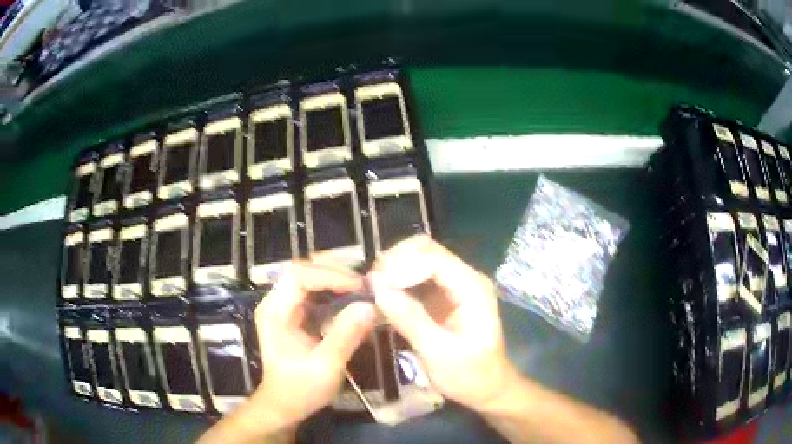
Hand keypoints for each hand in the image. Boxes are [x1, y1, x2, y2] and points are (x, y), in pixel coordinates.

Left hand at [253, 262, 376, 426]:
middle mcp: (276, 302)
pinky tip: (353, 299)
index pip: (299, 276)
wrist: (285, 405)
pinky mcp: (295, 314)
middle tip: (364, 282)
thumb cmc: (300, 389)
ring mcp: (285, 307)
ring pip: (310, 278)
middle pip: (304, 270)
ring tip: (363, 287)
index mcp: (275, 312)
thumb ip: (346, 335)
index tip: (359, 286)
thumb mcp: (326, 366)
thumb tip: (370, 307)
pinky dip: (336, 292)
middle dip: (335, 271)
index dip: (330, 275)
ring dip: (337, 279)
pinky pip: (316, 293)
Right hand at [369, 236, 517, 410]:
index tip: (376, 284)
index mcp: (473, 289)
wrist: (486, 387)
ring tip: (373, 290)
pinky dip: (398, 282)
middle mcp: (465, 278)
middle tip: (371, 284)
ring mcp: (454, 285)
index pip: (435, 260)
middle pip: (427, 250)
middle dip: (396, 261)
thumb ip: (410, 320)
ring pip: (419, 259)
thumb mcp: (438, 353)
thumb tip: (377, 289)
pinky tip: (383, 298)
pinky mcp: (442, 295)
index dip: (403, 267)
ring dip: (394, 269)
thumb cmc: (468, 375)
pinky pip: (416, 277)